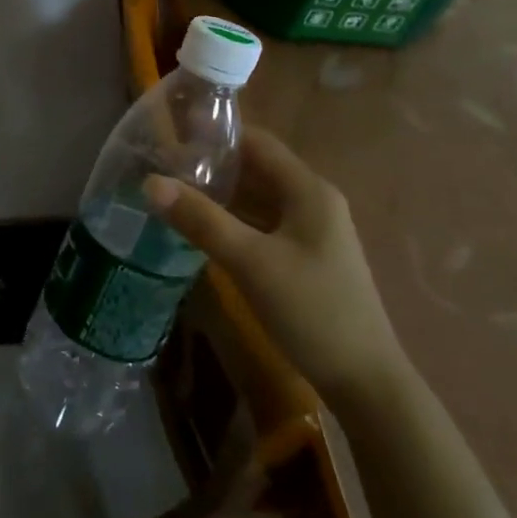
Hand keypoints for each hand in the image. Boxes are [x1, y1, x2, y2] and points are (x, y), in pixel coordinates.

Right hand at [144, 126, 405, 400]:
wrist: (365, 382)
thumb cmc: (312, 310)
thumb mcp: (250, 262)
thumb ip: (201, 219)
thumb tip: (150, 182)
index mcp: (308, 190)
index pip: (257, 142)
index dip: (216, 134)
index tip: (173, 135)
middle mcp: (312, 201)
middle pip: (256, 168)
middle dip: (212, 165)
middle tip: (163, 165)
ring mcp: (311, 230)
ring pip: (257, 198)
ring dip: (220, 194)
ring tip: (173, 191)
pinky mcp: (304, 256)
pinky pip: (262, 223)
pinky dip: (233, 219)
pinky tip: (202, 227)